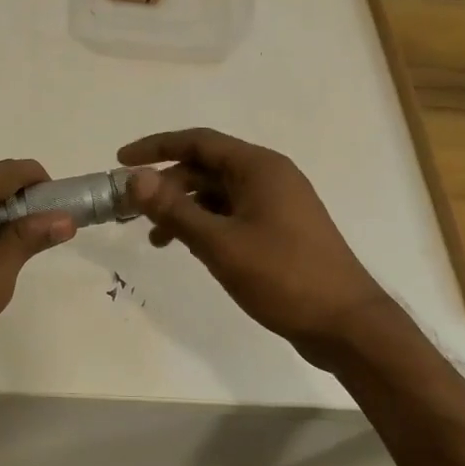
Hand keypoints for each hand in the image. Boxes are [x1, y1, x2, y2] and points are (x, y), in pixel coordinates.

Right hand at [120, 128, 383, 369]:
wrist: (345, 323)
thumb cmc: (283, 276)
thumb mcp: (220, 244)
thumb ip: (175, 210)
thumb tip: (135, 179)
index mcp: (259, 168)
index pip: (198, 142)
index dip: (156, 148)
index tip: (120, 162)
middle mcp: (269, 177)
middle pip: (205, 167)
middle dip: (166, 185)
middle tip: (131, 210)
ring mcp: (277, 204)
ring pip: (217, 194)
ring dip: (183, 209)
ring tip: (156, 238)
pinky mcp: (279, 230)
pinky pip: (232, 214)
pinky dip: (205, 225)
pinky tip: (188, 248)